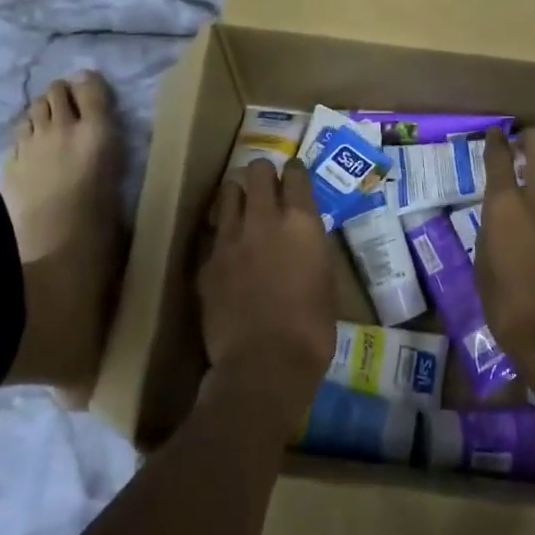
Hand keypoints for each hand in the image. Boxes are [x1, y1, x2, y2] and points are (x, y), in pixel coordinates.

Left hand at [196, 158, 337, 419]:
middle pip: (257, 171)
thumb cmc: (312, 328)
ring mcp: (230, 238)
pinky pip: (214, 232)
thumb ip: (311, 246)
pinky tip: (228, 248)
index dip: (295, 171)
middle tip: (267, 186)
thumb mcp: (326, 279)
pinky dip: (222, 232)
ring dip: (238, 194)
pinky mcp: (207, 261)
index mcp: (301, 221)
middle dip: (263, 173)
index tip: (294, 175)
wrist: (264, 364)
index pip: (295, 173)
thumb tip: (303, 236)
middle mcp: (264, 218)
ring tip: (243, 207)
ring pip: (228, 192)